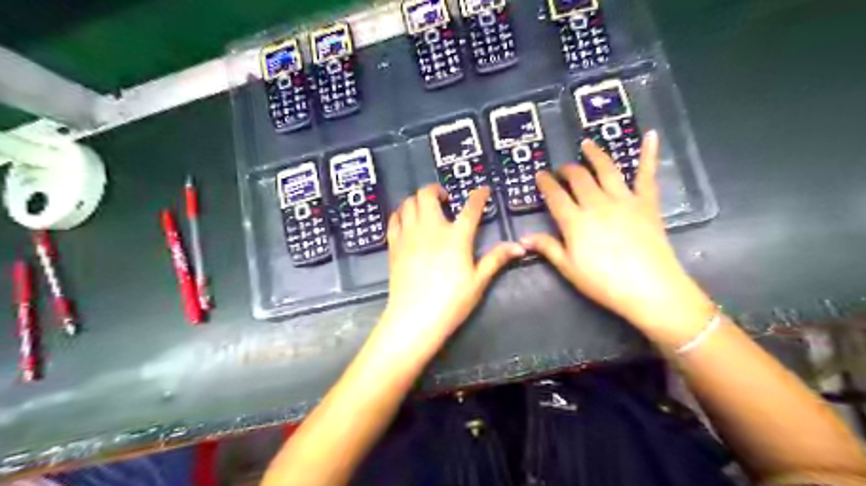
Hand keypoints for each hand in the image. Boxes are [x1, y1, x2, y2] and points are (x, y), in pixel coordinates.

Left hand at [380, 183, 527, 358]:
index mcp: (456, 236)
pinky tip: (407, 221)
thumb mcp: (478, 281)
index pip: (471, 207)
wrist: (415, 317)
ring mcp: (409, 234)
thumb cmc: (451, 301)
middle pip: (428, 194)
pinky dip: (401, 213)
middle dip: (437, 190)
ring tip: (426, 209)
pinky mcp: (394, 244)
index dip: (479, 195)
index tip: (483, 190)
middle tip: (445, 200)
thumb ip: (496, 259)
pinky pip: (394, 219)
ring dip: (418, 200)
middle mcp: (431, 228)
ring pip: (408, 202)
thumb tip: (519, 246)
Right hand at [524, 132, 714, 338]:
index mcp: (575, 221)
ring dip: (595, 154)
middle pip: (579, 178)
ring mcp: (623, 199)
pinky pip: (646, 174)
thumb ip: (548, 248)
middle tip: (562, 169)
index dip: (546, 183)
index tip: (540, 175)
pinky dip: (649, 154)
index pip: (555, 195)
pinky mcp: (646, 202)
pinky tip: (650, 135)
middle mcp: (596, 203)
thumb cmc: (603, 282)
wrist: (649, 288)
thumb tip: (524, 238)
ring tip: (587, 144)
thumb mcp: (569, 268)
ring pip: (606, 169)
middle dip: (567, 170)